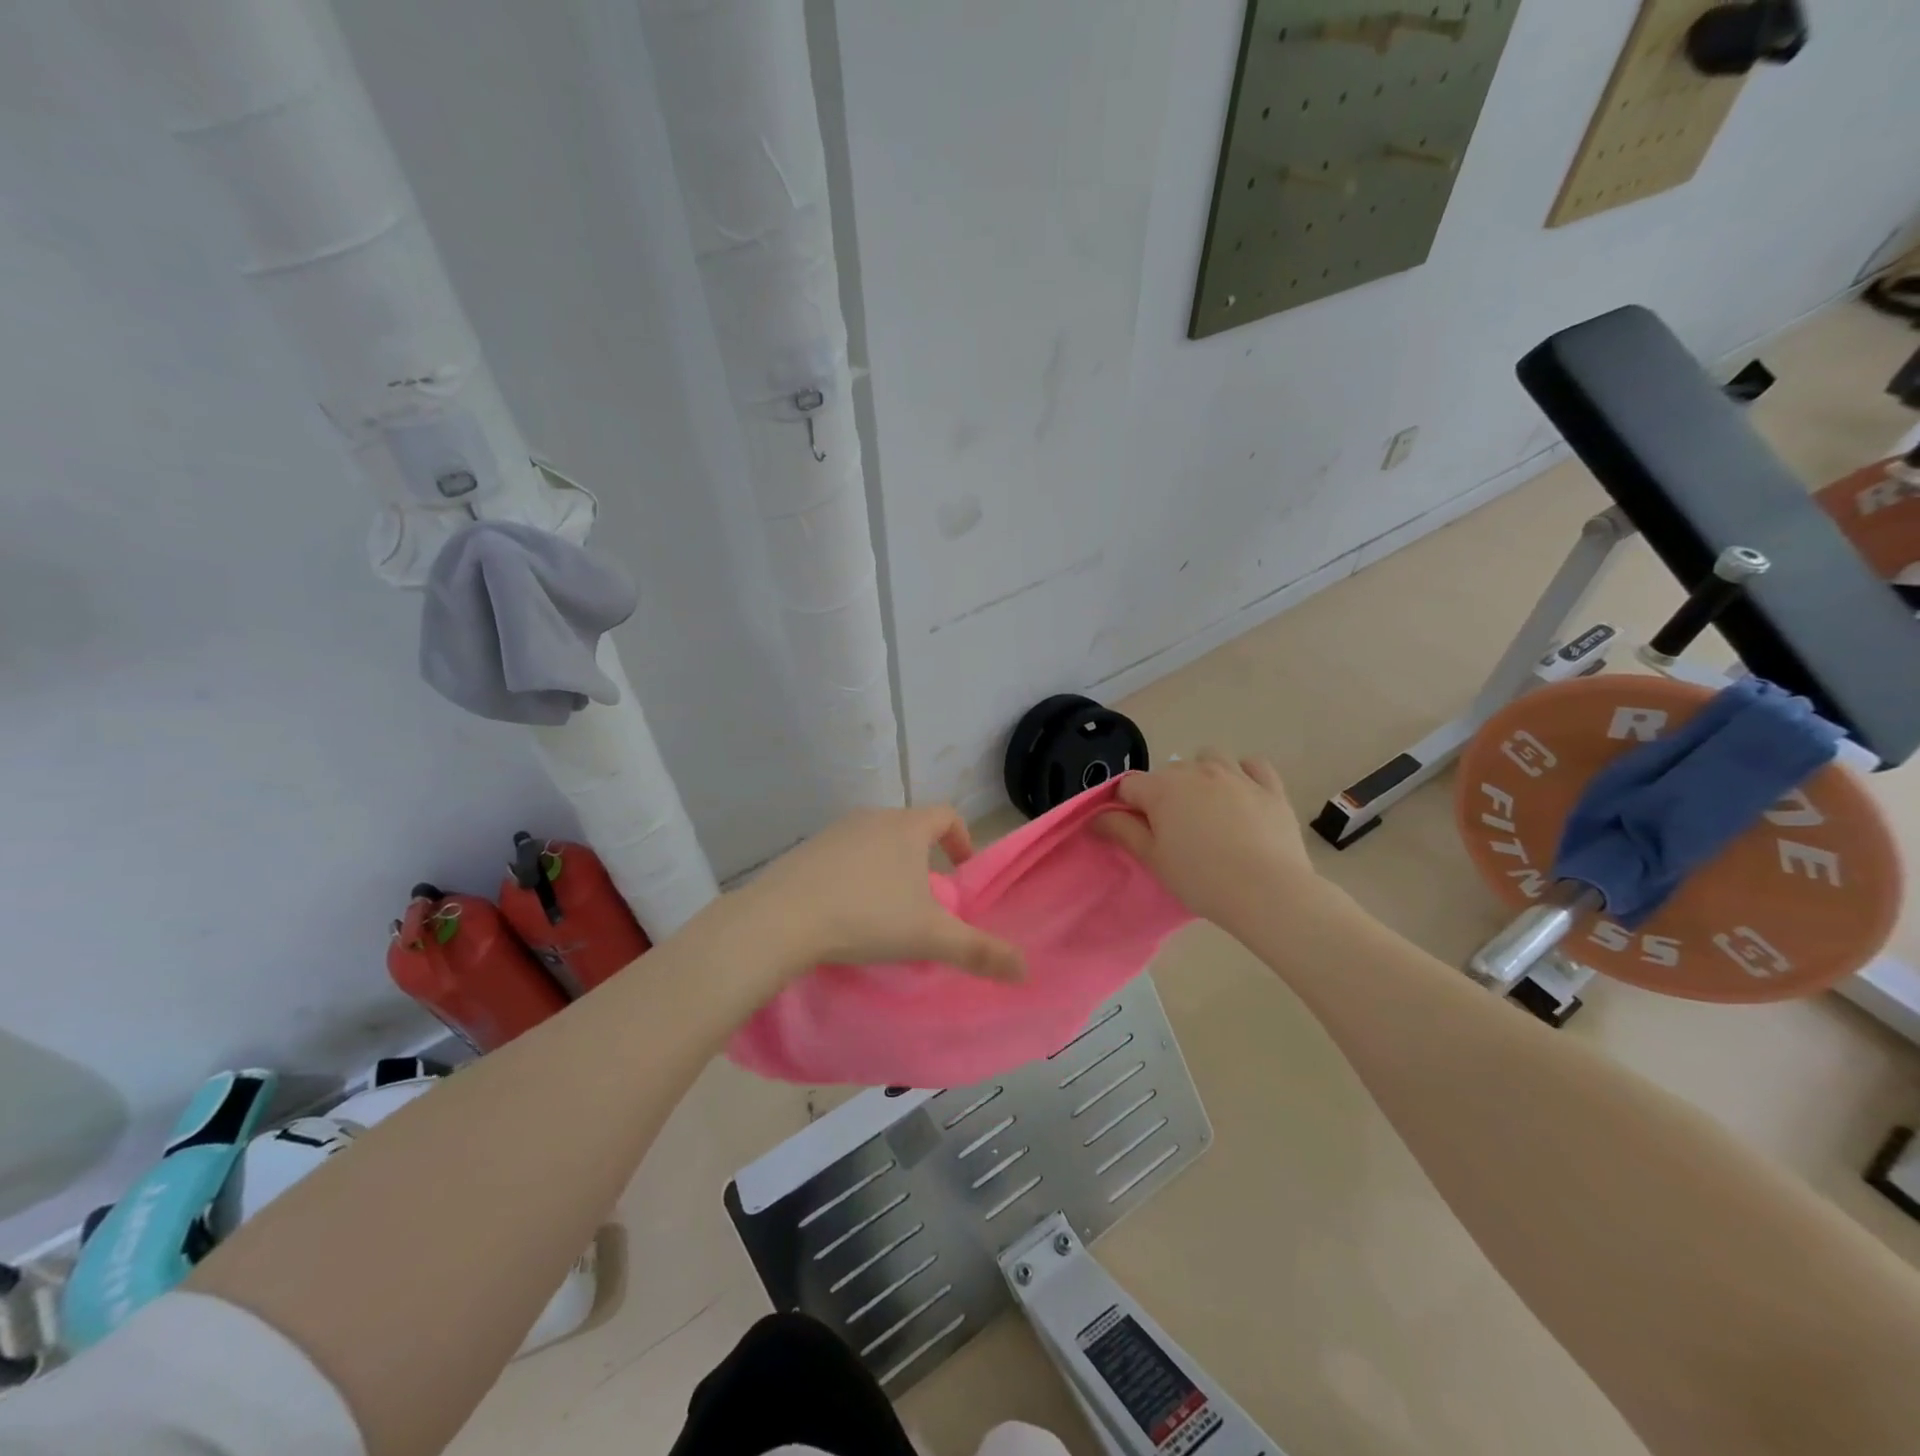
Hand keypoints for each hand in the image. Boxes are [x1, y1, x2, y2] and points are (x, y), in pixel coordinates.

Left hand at [738, 806, 1025, 983]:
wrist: (781, 920)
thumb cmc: (867, 917)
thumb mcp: (929, 938)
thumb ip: (979, 951)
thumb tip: (1025, 969)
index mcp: (906, 828)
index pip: (945, 814)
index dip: (960, 837)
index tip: (961, 870)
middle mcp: (871, 819)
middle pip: (909, 827)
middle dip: (922, 858)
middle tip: (926, 898)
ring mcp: (834, 832)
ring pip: (873, 841)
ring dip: (887, 866)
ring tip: (886, 908)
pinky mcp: (804, 851)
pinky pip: (841, 856)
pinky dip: (853, 875)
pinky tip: (845, 910)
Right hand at [1094, 753, 1320, 928]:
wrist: (1267, 892)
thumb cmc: (1201, 878)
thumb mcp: (1153, 859)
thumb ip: (1122, 831)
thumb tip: (1097, 816)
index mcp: (1163, 788)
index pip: (1130, 786)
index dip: (1126, 806)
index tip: (1134, 831)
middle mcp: (1197, 771)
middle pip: (1169, 772)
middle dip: (1164, 793)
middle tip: (1172, 830)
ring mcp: (1237, 775)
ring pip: (1210, 758)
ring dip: (1202, 773)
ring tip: (1207, 806)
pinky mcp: (1270, 787)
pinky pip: (1252, 765)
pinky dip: (1243, 773)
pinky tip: (1242, 793)